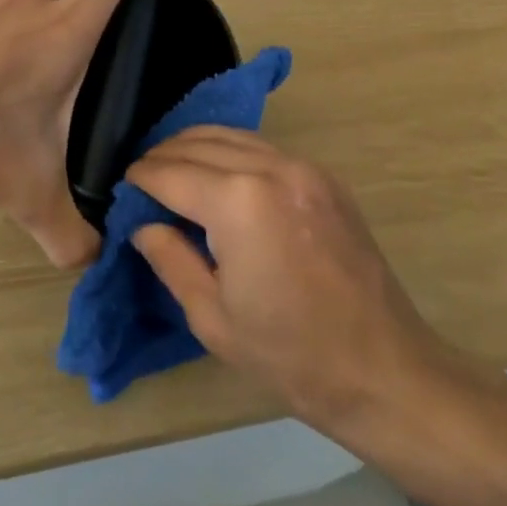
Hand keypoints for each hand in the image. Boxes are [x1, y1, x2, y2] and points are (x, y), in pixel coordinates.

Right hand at [128, 128, 477, 438]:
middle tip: (143, 183)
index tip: (122, 190)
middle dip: (163, 157)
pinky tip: (219, 177)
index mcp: (239, 202)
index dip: (140, 179)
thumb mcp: (212, 317)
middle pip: (198, 143)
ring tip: (174, 174)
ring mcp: (303, 167)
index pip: (170, 173)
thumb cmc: (291, 355)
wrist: (384, 370)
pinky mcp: (324, 176)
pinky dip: (231, 152)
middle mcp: (271, 168)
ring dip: (195, 148)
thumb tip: (143, 225)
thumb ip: (170, 258)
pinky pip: (263, 147)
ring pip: (231, 136)